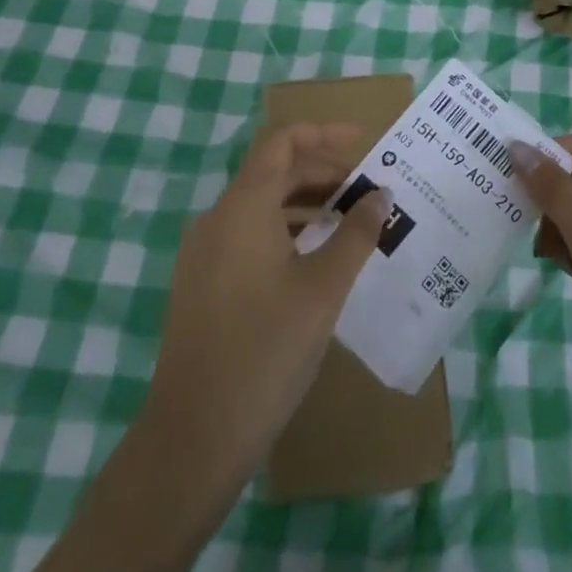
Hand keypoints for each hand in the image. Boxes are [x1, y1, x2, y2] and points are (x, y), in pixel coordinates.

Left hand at [140, 122, 387, 482]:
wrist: (193, 438)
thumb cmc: (265, 350)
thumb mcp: (323, 289)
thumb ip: (355, 233)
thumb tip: (379, 196)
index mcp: (243, 207)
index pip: (281, 142)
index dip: (323, 133)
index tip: (363, 142)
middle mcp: (217, 219)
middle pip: (272, 172)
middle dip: (321, 172)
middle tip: (367, 190)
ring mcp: (204, 253)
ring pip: (260, 205)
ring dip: (305, 202)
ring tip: (349, 220)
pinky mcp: (202, 283)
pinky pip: (248, 234)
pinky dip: (285, 230)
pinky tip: (315, 259)